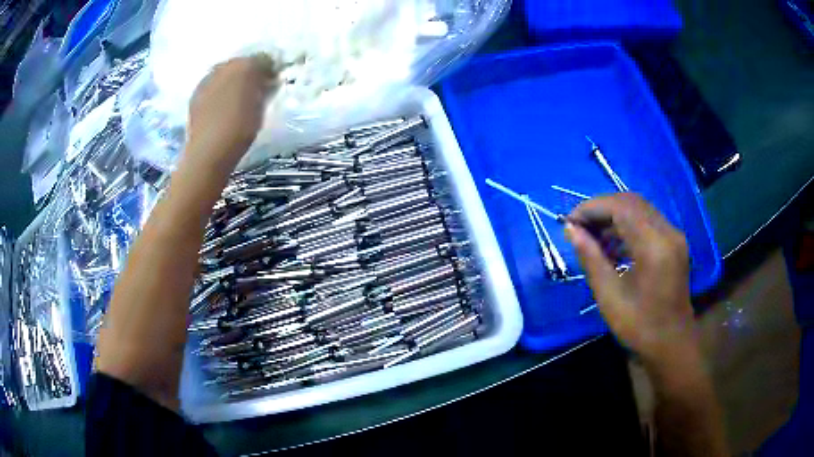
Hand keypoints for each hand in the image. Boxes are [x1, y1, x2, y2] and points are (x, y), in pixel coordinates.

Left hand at [186, 55, 279, 169]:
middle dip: (248, 74)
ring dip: (231, 83)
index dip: (269, 70)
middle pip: (240, 64)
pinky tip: (221, 109)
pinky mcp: (195, 95)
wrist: (209, 150)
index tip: (272, 83)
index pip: (262, 59)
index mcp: (245, 65)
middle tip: (254, 90)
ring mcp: (206, 80)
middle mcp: (224, 66)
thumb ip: (264, 87)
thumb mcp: (261, 105)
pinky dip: (219, 93)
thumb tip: (266, 79)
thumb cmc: (241, 127)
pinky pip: (212, 88)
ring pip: (224, 75)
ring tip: (236, 101)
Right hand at [565, 193, 694, 362]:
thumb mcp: (609, 296)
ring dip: (613, 216)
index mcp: (654, 247)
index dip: (592, 208)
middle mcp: (668, 232)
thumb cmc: (640, 326)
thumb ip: (591, 258)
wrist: (672, 343)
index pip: (620, 207)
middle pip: (630, 202)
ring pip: (639, 209)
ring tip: (591, 237)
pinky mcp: (674, 242)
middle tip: (578, 227)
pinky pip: (647, 221)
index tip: (569, 222)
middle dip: (601, 209)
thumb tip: (571, 230)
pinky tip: (612, 245)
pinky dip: (626, 225)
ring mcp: (674, 235)